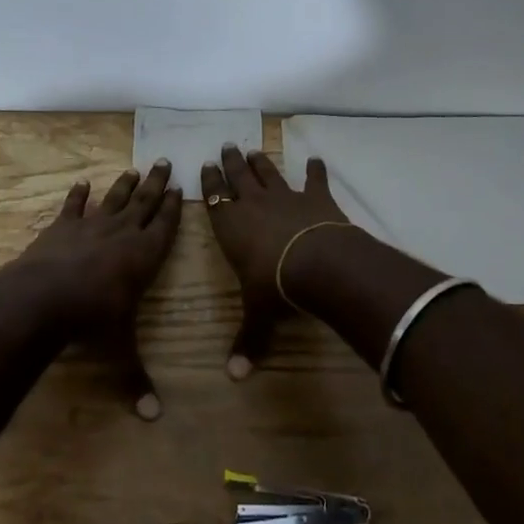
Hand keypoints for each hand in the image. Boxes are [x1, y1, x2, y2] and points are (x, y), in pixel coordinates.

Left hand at [13, 160, 181, 418]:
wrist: (43, 298)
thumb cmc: (92, 321)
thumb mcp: (119, 351)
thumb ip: (136, 380)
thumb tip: (153, 418)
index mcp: (144, 256)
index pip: (166, 226)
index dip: (175, 207)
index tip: (182, 187)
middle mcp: (122, 233)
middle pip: (145, 202)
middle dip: (157, 184)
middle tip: (165, 161)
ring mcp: (91, 226)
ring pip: (114, 199)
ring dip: (125, 184)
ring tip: (135, 168)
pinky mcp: (62, 227)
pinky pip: (73, 206)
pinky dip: (77, 195)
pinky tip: (82, 183)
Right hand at [200, 145, 348, 378]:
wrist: (318, 263)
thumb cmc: (275, 286)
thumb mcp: (258, 315)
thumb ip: (247, 341)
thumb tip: (235, 378)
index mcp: (231, 226)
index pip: (214, 198)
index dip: (210, 181)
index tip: (206, 164)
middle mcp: (253, 205)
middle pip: (238, 177)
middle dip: (231, 162)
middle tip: (227, 145)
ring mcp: (285, 197)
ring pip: (269, 173)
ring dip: (261, 162)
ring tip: (254, 149)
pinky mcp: (315, 197)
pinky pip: (314, 179)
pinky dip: (315, 170)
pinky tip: (315, 159)